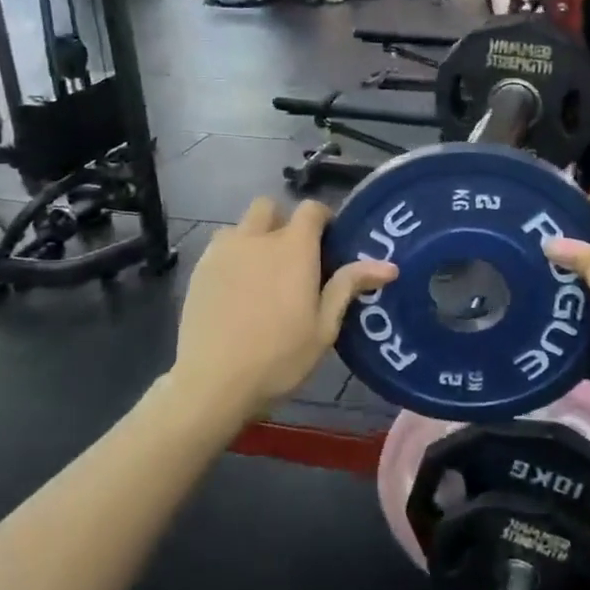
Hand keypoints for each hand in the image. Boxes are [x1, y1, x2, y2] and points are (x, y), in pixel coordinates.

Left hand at [173, 197, 395, 419]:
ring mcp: (223, 252)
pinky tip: (236, 289)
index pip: (311, 209)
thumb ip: (349, 286)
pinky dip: (232, 257)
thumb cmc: (279, 357)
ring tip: (260, 273)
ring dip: (254, 238)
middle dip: (282, 221)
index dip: (322, 218)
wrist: (213, 382)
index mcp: (293, 248)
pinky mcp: (199, 269)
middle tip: (292, 257)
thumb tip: (389, 266)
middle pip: (270, 206)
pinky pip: (219, 248)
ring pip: (241, 226)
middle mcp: (257, 238)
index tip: (328, 243)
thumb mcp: (324, 327)